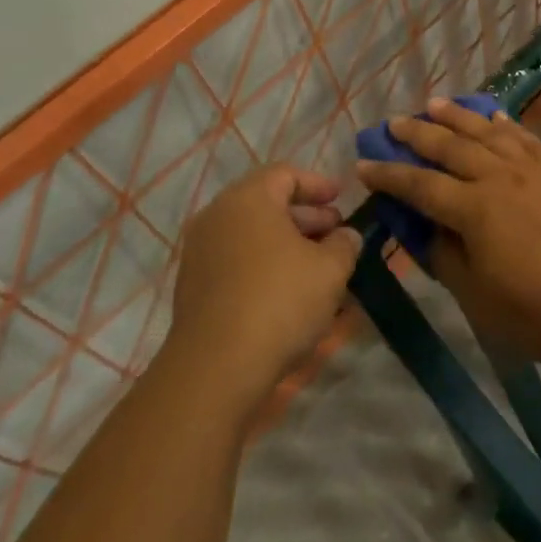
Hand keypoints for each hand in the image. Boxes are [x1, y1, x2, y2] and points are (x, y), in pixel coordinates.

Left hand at [163, 164, 362, 418]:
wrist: (216, 366)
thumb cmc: (280, 301)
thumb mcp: (330, 269)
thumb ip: (344, 244)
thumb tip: (346, 235)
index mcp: (249, 198)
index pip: (286, 174)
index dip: (318, 184)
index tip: (341, 198)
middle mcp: (218, 215)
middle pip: (267, 203)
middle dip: (305, 217)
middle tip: (335, 233)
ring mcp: (200, 251)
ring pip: (251, 234)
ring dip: (286, 243)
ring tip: (318, 265)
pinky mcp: (193, 285)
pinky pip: (236, 260)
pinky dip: (264, 264)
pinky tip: (289, 290)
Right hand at [357, 98, 540, 368]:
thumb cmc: (537, 312)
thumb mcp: (477, 298)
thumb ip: (446, 258)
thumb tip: (428, 231)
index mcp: (475, 210)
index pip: (420, 186)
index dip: (389, 175)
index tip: (363, 165)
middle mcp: (499, 179)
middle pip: (451, 147)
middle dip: (417, 134)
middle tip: (393, 123)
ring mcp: (532, 173)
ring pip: (487, 133)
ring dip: (458, 117)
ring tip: (434, 104)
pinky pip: (525, 140)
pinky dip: (506, 126)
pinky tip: (495, 118)